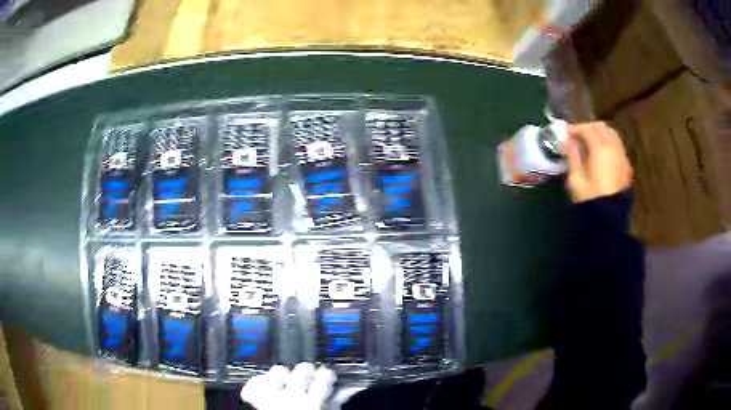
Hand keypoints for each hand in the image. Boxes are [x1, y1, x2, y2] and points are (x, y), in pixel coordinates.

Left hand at [241, 363, 364, 409]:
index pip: (325, 376)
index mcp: (312, 405)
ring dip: (284, 374)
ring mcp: (270, 397)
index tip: (327, 375)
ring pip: (279, 370)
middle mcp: (291, 399)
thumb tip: (350, 387)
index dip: (327, 374)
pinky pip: (255, 381)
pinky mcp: (254, 397)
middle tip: (308, 377)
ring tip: (286, 382)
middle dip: (307, 371)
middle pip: (303, 369)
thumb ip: (336, 401)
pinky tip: (268, 386)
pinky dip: (261, 382)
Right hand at [565, 122, 632, 202]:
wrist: (610, 220)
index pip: (587, 129)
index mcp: (600, 148)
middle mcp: (614, 147)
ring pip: (612, 135)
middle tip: (578, 136)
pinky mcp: (626, 167)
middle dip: (588, 128)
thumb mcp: (576, 179)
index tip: (566, 133)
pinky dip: (608, 144)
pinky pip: (617, 147)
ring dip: (600, 134)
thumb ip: (572, 156)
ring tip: (589, 143)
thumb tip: (568, 141)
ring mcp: (622, 157)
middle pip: (601, 127)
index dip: (575, 128)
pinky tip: (601, 154)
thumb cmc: (590, 199)